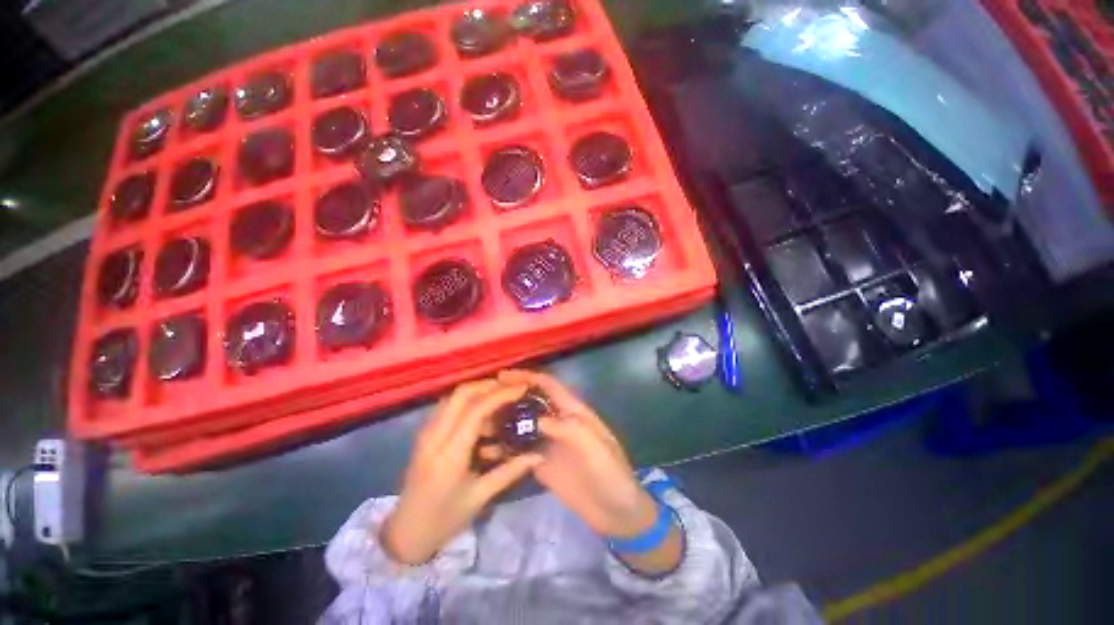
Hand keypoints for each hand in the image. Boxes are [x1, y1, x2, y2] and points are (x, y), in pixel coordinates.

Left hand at [381, 380, 542, 564]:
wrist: (405, 533)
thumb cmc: (444, 519)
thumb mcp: (480, 497)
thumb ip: (511, 471)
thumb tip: (539, 455)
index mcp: (449, 453)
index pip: (476, 410)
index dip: (501, 394)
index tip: (522, 388)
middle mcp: (435, 435)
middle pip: (461, 394)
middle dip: (489, 385)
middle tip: (512, 388)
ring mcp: (426, 432)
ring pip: (454, 397)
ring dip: (479, 391)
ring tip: (502, 399)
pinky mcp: (426, 433)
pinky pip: (449, 406)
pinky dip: (468, 401)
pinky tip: (484, 414)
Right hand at [498, 370, 657, 538]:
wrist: (617, 513)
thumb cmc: (612, 475)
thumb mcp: (597, 449)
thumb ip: (571, 431)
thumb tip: (538, 419)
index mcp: (575, 412)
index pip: (549, 386)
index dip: (528, 377)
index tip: (503, 376)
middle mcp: (559, 423)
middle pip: (532, 402)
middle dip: (511, 395)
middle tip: (483, 397)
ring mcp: (549, 443)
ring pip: (524, 424)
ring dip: (505, 420)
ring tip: (479, 420)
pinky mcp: (542, 464)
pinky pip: (521, 450)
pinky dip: (505, 447)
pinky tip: (487, 449)